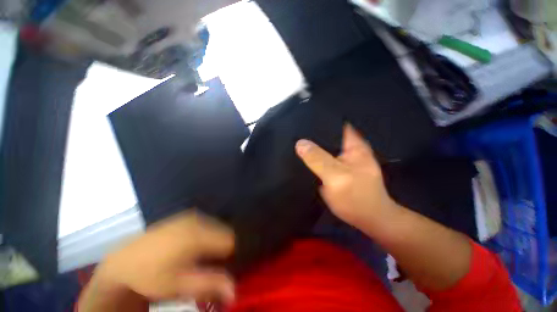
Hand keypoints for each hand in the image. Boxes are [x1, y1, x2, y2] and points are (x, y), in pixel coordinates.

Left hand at [79, 211, 234, 310]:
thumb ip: (210, 285)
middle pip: (225, 232)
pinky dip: (207, 234)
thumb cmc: (151, 277)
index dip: (230, 256)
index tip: (222, 268)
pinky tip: (192, 246)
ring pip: (217, 227)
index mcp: (197, 236)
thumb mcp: (179, 287)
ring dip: (214, 241)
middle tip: (209, 265)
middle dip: (222, 248)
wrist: (123, 261)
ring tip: (200, 257)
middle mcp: (198, 221)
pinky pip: (207, 223)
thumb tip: (235, 291)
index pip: (230, 241)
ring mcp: (192, 216)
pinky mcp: (186, 215)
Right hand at [295, 125, 398, 229]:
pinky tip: (301, 157)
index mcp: (353, 144)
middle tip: (292, 131)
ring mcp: (341, 159)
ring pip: (323, 147)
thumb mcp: (337, 177)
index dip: (318, 121)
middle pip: (326, 135)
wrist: (368, 219)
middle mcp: (347, 148)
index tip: (301, 120)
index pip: (334, 124)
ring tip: (293, 140)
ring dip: (311, 146)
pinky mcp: (335, 168)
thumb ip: (318, 159)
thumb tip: (300, 143)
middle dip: (311, 134)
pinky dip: (312, 157)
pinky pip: (321, 158)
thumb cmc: (357, 198)